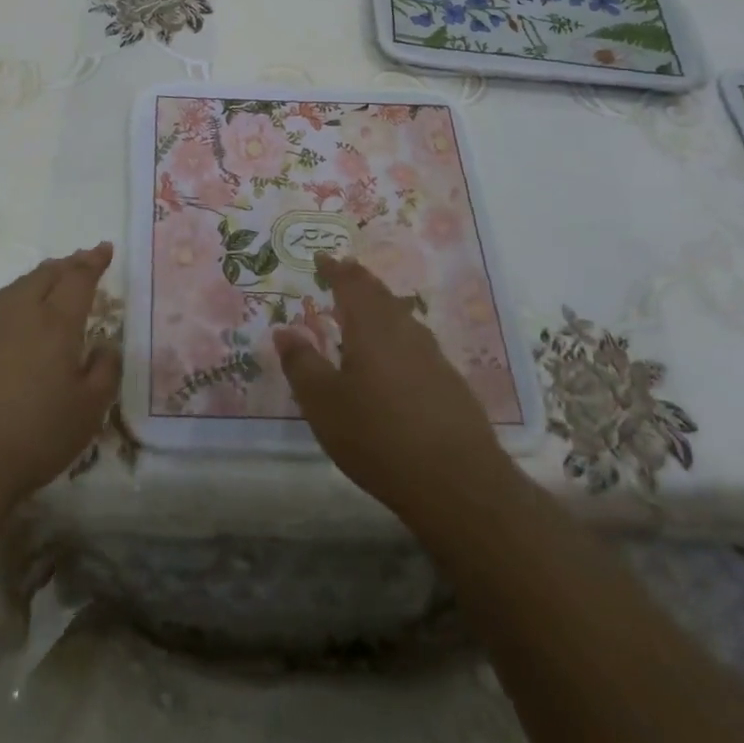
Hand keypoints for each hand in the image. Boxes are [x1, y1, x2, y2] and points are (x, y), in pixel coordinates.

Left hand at [0, 243, 119, 508]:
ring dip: (35, 282)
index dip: (94, 261)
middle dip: (66, 265)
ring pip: (14, 289)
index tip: (104, 249)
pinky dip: (7, 309)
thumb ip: (104, 372)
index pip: (79, 278)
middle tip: (79, 262)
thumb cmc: (31, 437)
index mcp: (56, 322)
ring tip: (45, 286)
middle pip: (44, 275)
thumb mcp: (87, 413)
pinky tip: (5, 327)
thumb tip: (106, 346)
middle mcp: (18, 312)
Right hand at [273, 254, 504, 523]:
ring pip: (401, 317)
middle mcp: (404, 330)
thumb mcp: (324, 404)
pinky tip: (393, 359)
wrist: (459, 484)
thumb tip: (284, 330)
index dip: (334, 268)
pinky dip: (397, 336)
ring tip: (363, 312)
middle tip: (341, 274)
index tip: (321, 258)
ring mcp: (433, 356)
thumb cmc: (379, 437)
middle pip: (379, 294)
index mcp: (371, 326)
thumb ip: (301, 364)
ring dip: (379, 307)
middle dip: (358, 281)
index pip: (350, 283)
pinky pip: (415, 343)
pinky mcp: (450, 383)